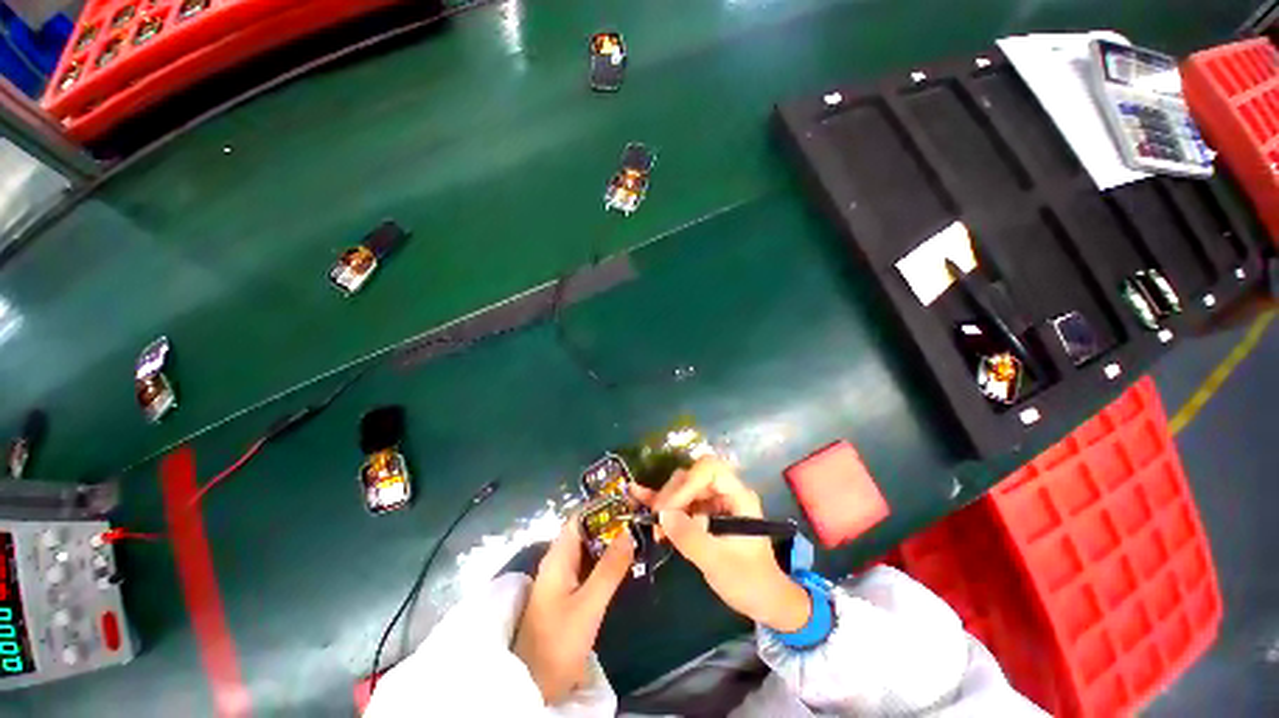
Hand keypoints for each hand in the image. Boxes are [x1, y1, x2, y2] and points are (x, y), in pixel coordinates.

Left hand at [512, 518, 633, 704]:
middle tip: (639, 520)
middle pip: (585, 531)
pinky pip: (588, 566)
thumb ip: (610, 568)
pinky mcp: (567, 593)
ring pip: (588, 549)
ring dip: (610, 542)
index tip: (628, 502)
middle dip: (611, 523)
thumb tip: (630, 532)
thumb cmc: (559, 641)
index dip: (602, 506)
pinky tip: (624, 562)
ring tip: (638, 536)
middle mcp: (559, 560)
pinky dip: (606, 560)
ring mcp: (562, 577)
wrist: (535, 685)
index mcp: (558, 556)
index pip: (580, 517)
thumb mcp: (589, 604)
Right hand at [633, 457, 810, 631]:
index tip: (669, 509)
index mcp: (738, 496)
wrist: (764, 600)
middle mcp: (725, 492)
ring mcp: (713, 501)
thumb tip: (662, 515)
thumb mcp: (718, 562)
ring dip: (666, 503)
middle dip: (672, 496)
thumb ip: (690, 537)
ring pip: (683, 488)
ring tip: (654, 526)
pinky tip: (641, 498)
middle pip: (692, 477)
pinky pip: (682, 502)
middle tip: (657, 521)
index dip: (687, 484)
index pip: (709, 470)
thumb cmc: (749, 581)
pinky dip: (664, 503)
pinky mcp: (704, 513)